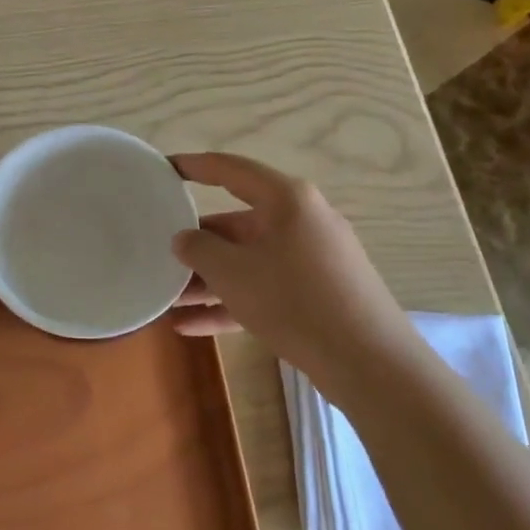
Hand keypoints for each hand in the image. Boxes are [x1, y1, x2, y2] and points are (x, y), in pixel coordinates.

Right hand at [168, 153, 417, 381]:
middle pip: (237, 222)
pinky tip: (190, 327)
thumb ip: (199, 248)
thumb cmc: (294, 300)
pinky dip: (231, 302)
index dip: (194, 166)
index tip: (164, 168)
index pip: (230, 170)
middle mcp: (301, 221)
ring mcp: (312, 259)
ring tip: (169, 298)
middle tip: (161, 252)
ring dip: (210, 279)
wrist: (368, 363)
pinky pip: (265, 288)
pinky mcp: (317, 294)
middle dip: (197, 243)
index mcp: (286, 199)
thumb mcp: (232, 272)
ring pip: (249, 260)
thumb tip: (184, 239)